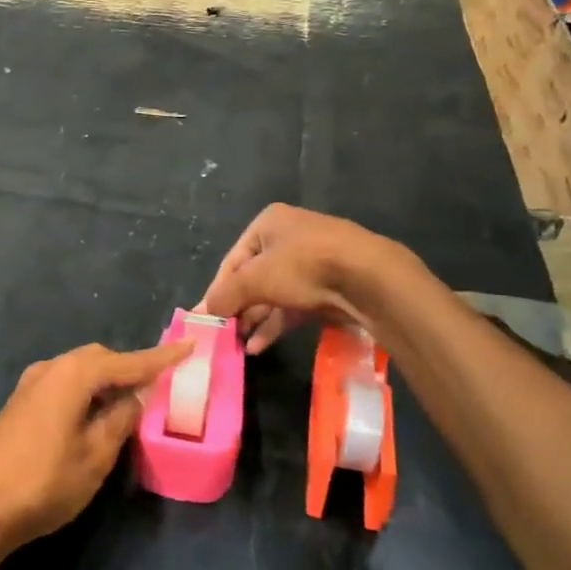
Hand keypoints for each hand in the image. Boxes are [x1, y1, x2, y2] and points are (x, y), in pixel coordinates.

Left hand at [0, 342, 192, 552]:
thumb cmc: (43, 481)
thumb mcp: (95, 455)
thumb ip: (120, 420)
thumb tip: (134, 397)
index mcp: (73, 374)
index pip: (128, 361)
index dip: (160, 358)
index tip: (189, 347)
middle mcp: (51, 368)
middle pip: (100, 359)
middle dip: (130, 368)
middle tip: (159, 384)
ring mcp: (31, 385)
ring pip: (79, 372)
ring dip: (107, 382)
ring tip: (131, 402)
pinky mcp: (20, 404)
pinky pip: (64, 385)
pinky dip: (86, 392)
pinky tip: (95, 414)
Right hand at [199, 204, 396, 353]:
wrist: (368, 278)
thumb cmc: (303, 266)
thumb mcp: (255, 279)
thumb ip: (226, 295)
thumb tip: (202, 312)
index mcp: (269, 223)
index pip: (233, 260)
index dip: (218, 290)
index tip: (207, 318)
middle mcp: (289, 237)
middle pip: (253, 278)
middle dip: (238, 307)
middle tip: (223, 334)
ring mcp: (311, 263)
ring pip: (274, 294)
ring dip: (255, 319)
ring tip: (238, 345)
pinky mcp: (327, 287)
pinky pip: (293, 306)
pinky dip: (275, 323)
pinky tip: (259, 345)